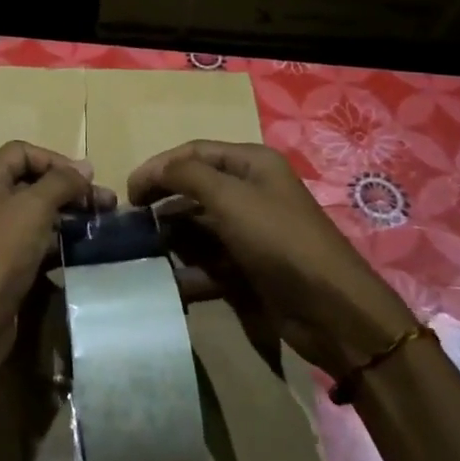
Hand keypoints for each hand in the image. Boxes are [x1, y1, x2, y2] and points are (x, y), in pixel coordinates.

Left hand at [0, 140, 112, 375]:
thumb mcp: (34, 207)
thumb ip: (61, 182)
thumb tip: (85, 167)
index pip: (22, 152)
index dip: (56, 160)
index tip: (87, 179)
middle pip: (31, 183)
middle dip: (69, 189)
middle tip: (106, 204)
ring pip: (36, 214)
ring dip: (67, 216)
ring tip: (100, 226)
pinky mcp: (3, 265)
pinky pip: (34, 243)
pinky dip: (57, 242)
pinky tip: (81, 250)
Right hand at [128, 140, 414, 379]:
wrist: (331, 308)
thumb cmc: (278, 240)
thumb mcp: (230, 198)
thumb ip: (186, 175)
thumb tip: (153, 169)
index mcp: (252, 163)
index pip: (194, 152)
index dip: (159, 166)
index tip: (128, 192)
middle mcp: (252, 191)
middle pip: (195, 188)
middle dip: (163, 201)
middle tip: (132, 222)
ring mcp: (252, 231)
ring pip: (199, 227)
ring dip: (172, 238)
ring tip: (143, 252)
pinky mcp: (250, 266)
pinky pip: (210, 261)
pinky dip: (189, 270)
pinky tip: (169, 281)